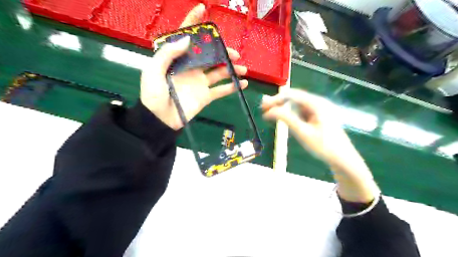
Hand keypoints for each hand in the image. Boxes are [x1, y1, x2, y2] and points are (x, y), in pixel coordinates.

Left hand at [140, 4, 248, 129]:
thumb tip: (187, 39)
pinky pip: (221, 90)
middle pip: (210, 55)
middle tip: (234, 54)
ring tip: (243, 69)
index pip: (186, 38)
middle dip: (223, 52)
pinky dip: (232, 87)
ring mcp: (200, 82)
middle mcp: (191, 68)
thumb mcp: (154, 70)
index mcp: (178, 59)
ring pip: (219, 72)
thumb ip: (168, 53)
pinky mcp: (206, 96)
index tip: (203, 10)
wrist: (160, 119)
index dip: (193, 23)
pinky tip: (243, 83)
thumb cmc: (154, 94)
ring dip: (232, 69)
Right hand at [261, 89, 379, 203]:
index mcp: (317, 103)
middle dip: (279, 103)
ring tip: (271, 114)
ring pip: (298, 106)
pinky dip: (292, 115)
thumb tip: (269, 111)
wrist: (343, 159)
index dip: (276, 99)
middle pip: (295, 99)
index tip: (263, 106)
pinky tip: (286, 120)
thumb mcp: (303, 132)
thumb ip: (286, 119)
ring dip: (285, 109)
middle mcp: (319, 103)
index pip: (292, 95)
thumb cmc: (324, 146)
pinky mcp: (319, 117)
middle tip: (264, 110)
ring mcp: (320, 110)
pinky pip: (303, 112)